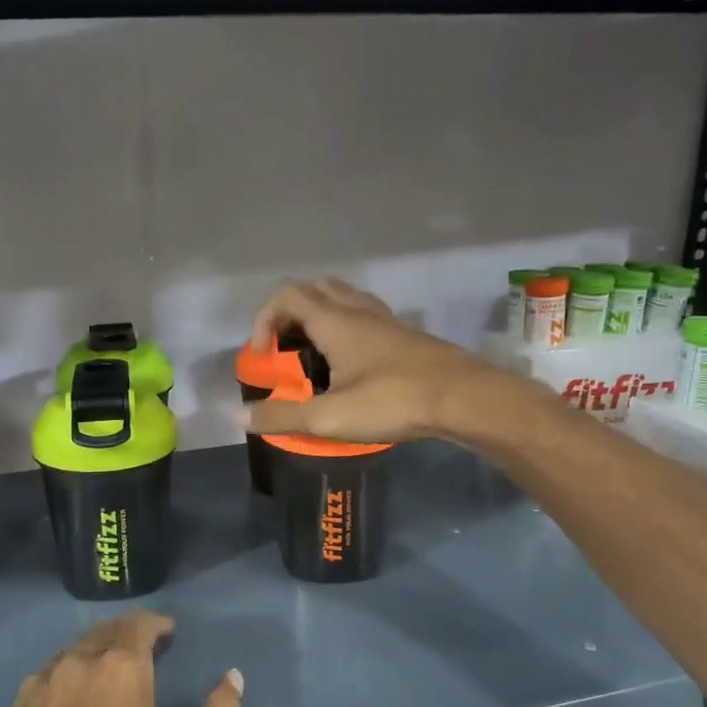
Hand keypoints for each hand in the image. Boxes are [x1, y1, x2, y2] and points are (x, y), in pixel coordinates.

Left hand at [0, 612, 243, 706]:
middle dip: (123, 636)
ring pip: (68, 658)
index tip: (167, 633)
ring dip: (90, 659)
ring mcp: (36, 692)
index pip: (138, 625)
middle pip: (101, 634)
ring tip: (103, 680)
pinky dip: (60, 686)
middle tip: (139, 652)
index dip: (155, 625)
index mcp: (119, 670)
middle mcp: (74, 666)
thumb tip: (233, 678)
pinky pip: (41, 687)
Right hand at [243, 278, 496, 442]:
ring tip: (314, 356)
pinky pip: (365, 316)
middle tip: (286, 348)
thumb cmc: (394, 401)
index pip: (287, 295)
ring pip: (343, 299)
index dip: (264, 319)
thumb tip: (240, 417)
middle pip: (315, 288)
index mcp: (335, 321)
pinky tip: (351, 365)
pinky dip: (346, 329)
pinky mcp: (406, 336)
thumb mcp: (330, 418)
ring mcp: (386, 320)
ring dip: (319, 317)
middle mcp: (359, 310)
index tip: (264, 356)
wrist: (466, 399)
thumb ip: (283, 416)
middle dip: (290, 312)